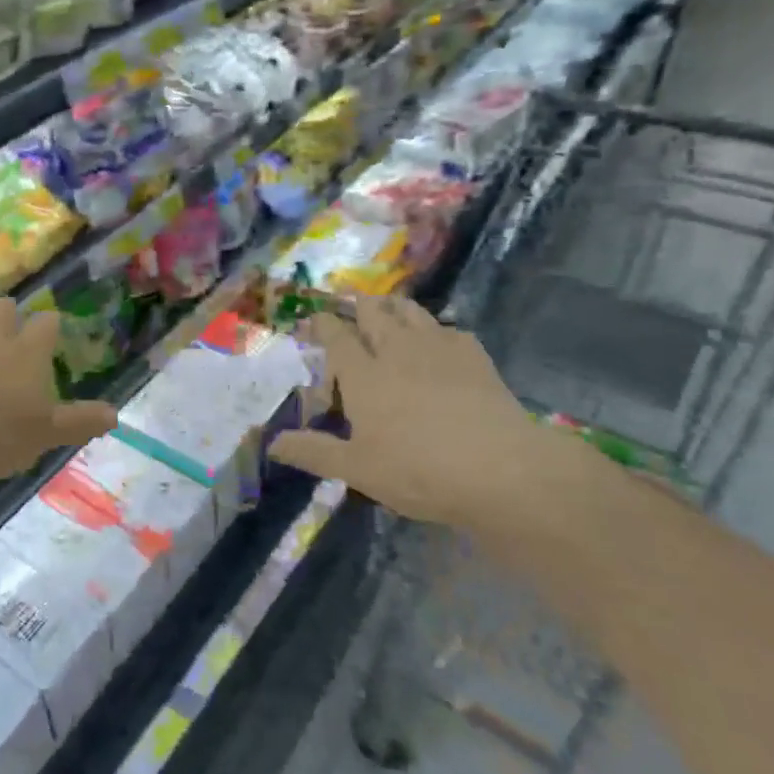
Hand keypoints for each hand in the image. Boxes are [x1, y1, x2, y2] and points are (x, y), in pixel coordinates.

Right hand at [269, 295, 613, 567]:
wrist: (501, 469)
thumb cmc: (419, 470)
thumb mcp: (358, 469)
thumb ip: (314, 452)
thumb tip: (272, 444)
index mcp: (364, 374)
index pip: (336, 336)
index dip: (322, 322)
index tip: (314, 317)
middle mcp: (397, 350)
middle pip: (373, 312)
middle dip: (358, 304)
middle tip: (350, 303)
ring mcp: (439, 348)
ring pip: (411, 311)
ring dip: (394, 306)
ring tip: (388, 308)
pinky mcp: (474, 355)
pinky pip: (449, 328)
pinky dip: (436, 329)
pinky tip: (439, 340)